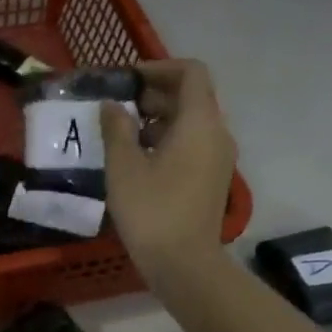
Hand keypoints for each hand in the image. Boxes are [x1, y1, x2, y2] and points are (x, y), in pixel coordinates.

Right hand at [101, 59, 237, 283]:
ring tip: (120, 134)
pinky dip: (166, 140)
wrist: (183, 263)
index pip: (190, 73)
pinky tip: (136, 160)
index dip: (158, 68)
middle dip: (153, 95)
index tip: (127, 80)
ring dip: (157, 119)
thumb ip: (117, 128)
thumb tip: (113, 105)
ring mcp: (218, 158)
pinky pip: (191, 145)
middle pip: (190, 97)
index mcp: (199, 122)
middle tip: (116, 108)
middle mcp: (216, 133)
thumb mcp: (123, 166)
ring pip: (190, 123)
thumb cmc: (151, 210)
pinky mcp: (211, 179)